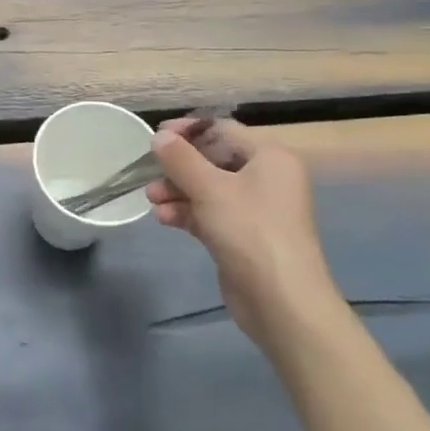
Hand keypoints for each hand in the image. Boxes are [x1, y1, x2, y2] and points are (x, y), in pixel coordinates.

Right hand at [146, 117, 343, 353]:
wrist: (281, 299)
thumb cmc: (250, 230)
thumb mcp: (210, 188)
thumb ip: (180, 159)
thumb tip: (159, 137)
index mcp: (269, 157)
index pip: (222, 130)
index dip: (188, 131)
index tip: (155, 137)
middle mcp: (265, 178)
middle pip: (212, 159)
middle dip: (178, 167)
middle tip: (148, 173)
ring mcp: (254, 209)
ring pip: (207, 188)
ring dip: (177, 191)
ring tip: (151, 200)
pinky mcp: (242, 235)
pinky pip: (209, 213)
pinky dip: (186, 212)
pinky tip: (164, 219)